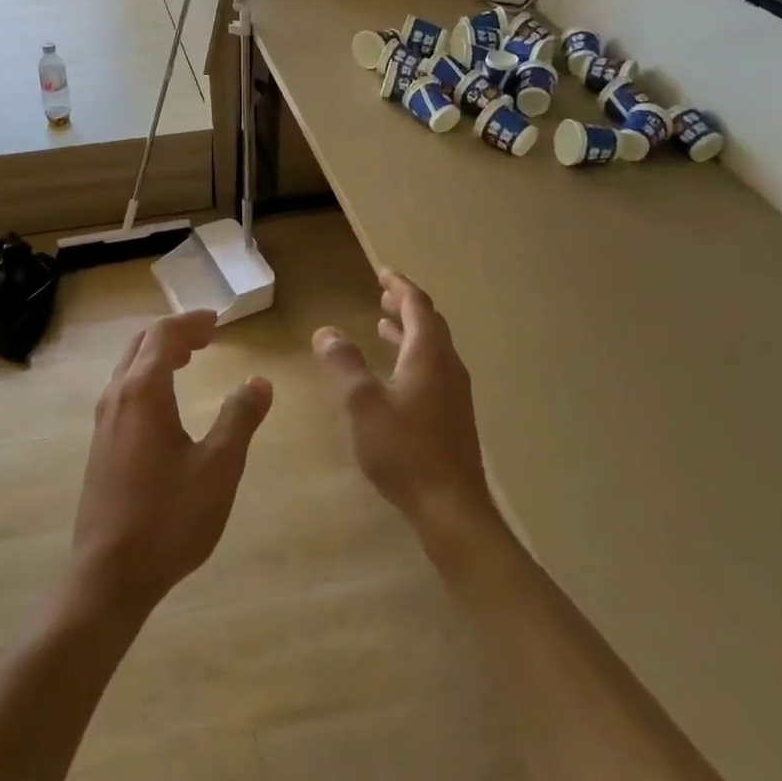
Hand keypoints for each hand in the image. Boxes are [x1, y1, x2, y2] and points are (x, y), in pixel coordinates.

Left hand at [67, 310, 273, 618]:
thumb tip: (259, 382)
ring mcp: (103, 421)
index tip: (218, 321)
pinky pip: (124, 390)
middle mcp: (117, 396)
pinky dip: (147, 377)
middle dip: (175, 334)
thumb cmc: (169, 516)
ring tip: (189, 359)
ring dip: (158, 354)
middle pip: (141, 344)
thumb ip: (239, 418)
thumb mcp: (218, 466)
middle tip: (207, 336)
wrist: (110, 573)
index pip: (163, 335)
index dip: (191, 322)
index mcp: (143, 391)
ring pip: (129, 367)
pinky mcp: (100, 444)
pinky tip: (165, 403)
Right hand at [313, 270, 496, 537]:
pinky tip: (394, 376)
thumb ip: (343, 363)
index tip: (382, 272)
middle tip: (382, 295)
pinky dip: (412, 356)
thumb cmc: (404, 450)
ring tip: (383, 327)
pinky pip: (433, 370)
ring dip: (408, 332)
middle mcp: (447, 367)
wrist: (451, 508)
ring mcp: (454, 393)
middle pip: (430, 324)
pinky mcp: (453, 417)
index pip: (418, 306)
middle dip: (405, 306)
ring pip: (432, 349)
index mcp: (428, 356)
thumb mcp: (362, 403)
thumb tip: (326, 331)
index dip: (399, 286)